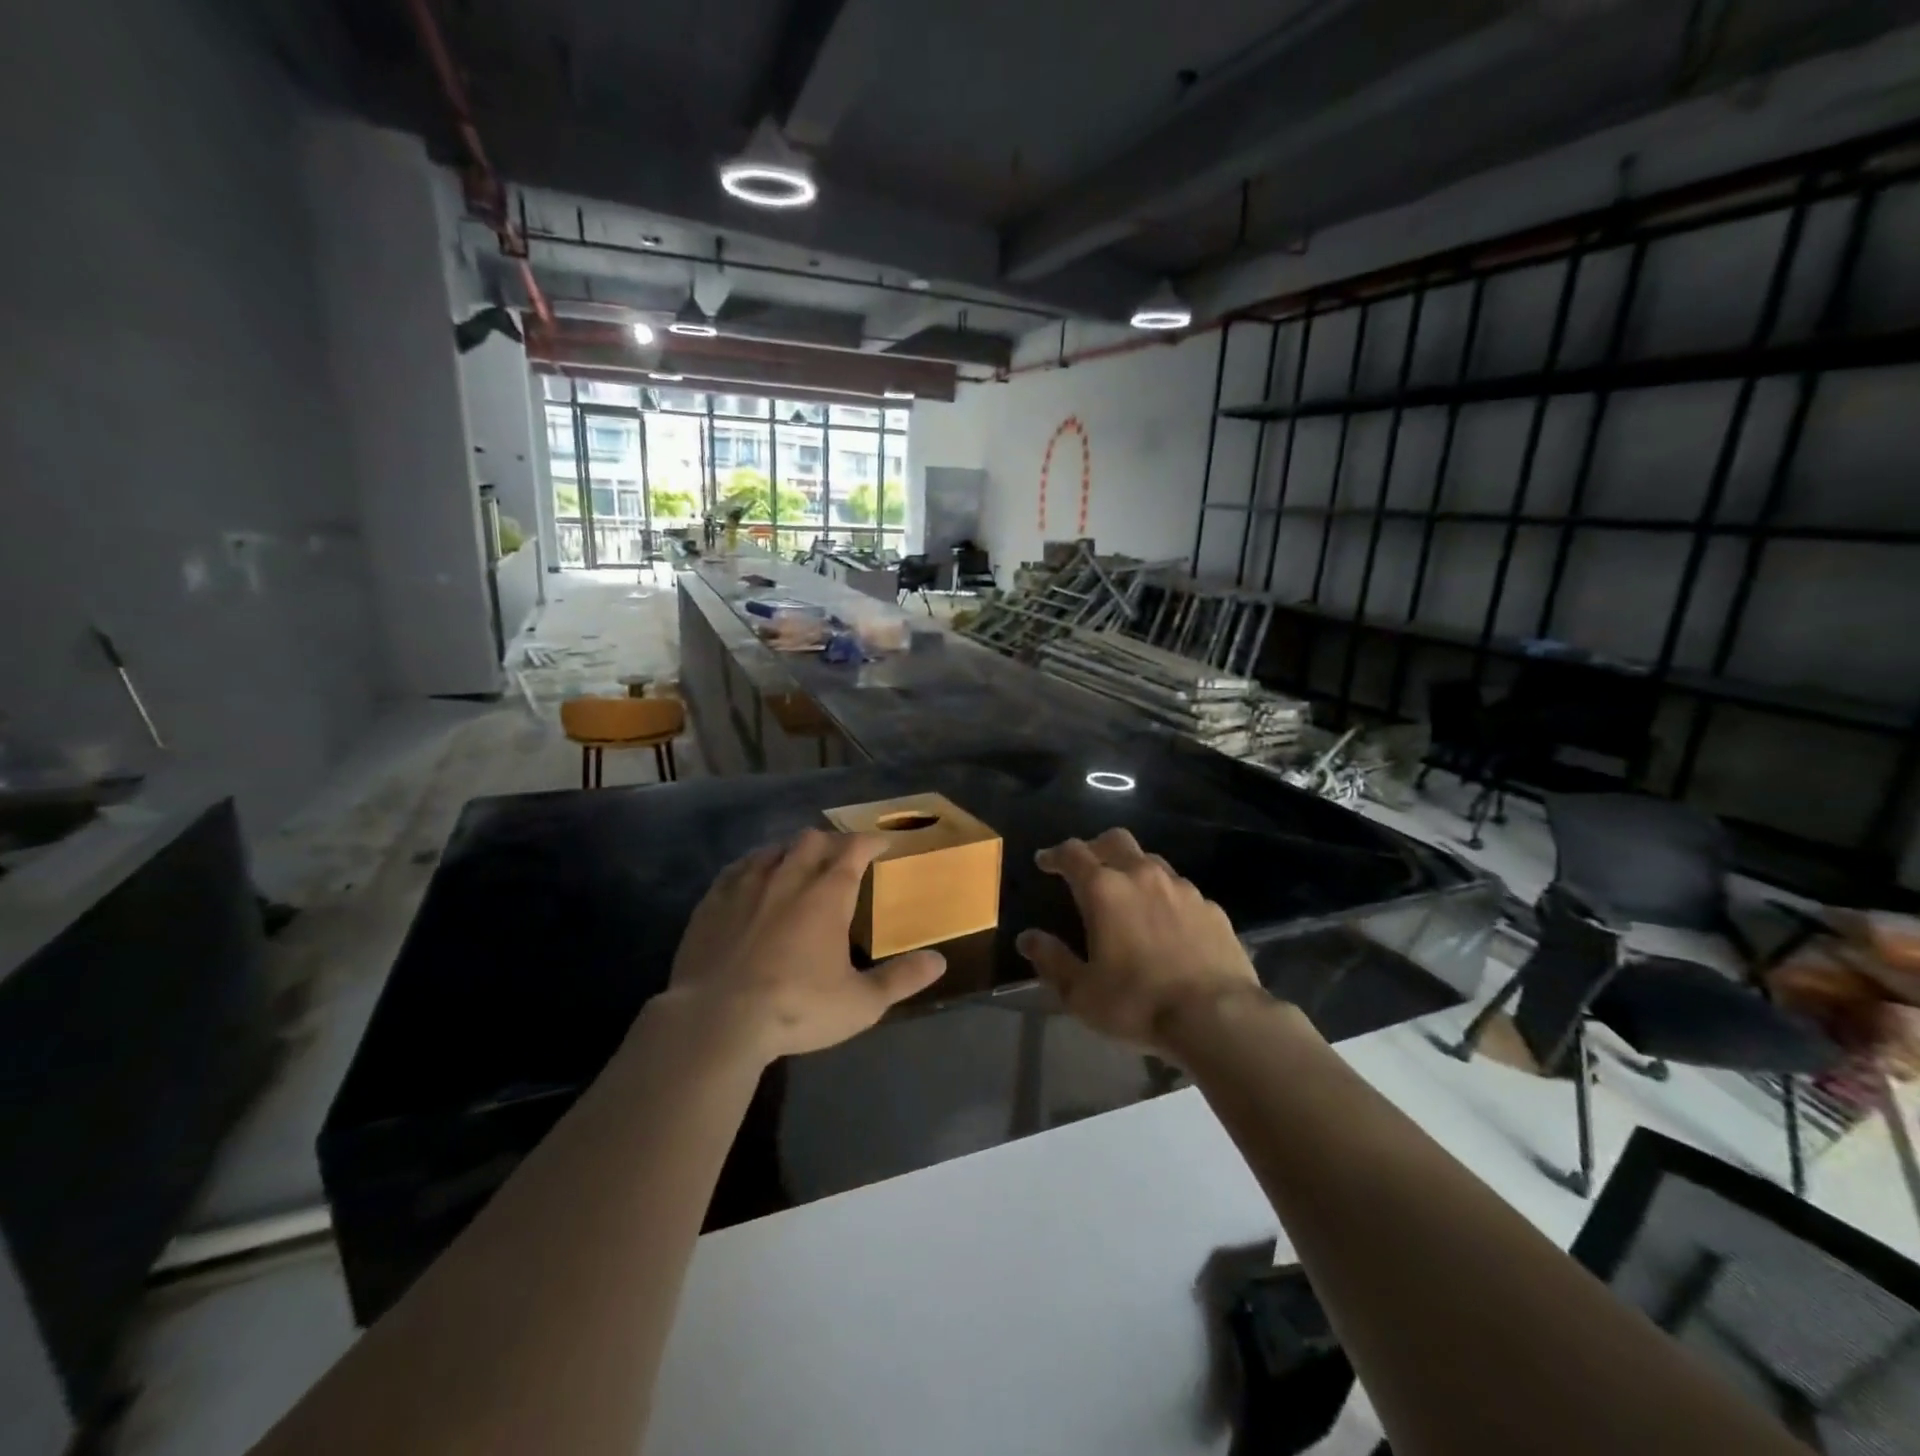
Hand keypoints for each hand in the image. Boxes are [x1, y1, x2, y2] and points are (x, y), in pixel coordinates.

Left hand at [661, 830, 946, 1059]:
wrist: (716, 1020)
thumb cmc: (796, 1008)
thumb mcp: (860, 1003)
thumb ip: (901, 979)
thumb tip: (939, 961)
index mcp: (827, 895)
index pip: (853, 850)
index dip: (870, 841)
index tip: (881, 843)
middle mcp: (788, 878)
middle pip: (812, 841)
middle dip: (831, 842)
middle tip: (841, 856)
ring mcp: (746, 886)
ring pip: (774, 849)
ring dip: (792, 851)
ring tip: (799, 863)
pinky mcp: (712, 902)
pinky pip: (737, 868)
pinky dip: (754, 865)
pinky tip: (753, 877)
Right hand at [1016, 828, 1261, 1055]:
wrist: (1217, 1017)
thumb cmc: (1137, 1002)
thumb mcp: (1081, 992)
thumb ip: (1051, 960)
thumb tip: (1027, 938)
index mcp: (1104, 889)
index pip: (1072, 853)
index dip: (1054, 854)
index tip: (1044, 862)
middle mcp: (1142, 875)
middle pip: (1114, 841)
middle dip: (1095, 847)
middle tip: (1085, 866)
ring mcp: (1181, 888)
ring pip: (1150, 861)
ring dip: (1131, 869)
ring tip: (1126, 894)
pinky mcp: (1210, 907)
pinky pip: (1180, 890)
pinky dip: (1164, 896)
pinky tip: (1165, 923)